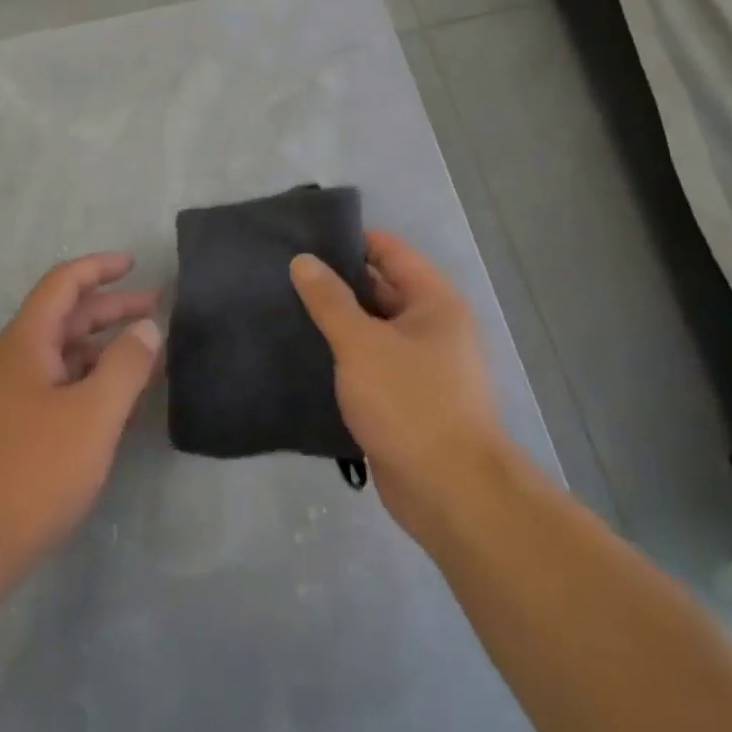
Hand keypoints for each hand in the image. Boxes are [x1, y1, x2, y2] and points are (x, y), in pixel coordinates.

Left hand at [0, 253, 160, 611]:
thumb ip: (125, 366)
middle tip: (156, 310)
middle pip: (65, 318)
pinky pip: (57, 387)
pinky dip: (89, 382)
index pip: (63, 284)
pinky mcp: (12, 430)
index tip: (135, 265)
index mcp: (26, 342)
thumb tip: (147, 327)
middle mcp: (14, 360)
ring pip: (62, 356)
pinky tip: (115, 401)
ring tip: (146, 356)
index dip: (99, 268)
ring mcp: (9, 397)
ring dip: (102, 348)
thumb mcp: (92, 415)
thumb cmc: (32, 470)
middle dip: (110, 309)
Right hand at [290, 231, 507, 529]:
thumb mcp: (361, 343)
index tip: (304, 239)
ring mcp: (420, 368)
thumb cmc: (409, 402)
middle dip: (336, 283)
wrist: (448, 492)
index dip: (351, 241)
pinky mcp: (404, 401)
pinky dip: (340, 359)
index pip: (391, 252)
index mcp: (434, 304)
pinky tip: (301, 355)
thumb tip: (303, 261)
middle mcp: (432, 329)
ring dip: (335, 323)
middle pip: (380, 290)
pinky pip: (368, 366)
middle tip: (282, 275)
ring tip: (282, 310)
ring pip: (370, 331)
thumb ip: (329, 300)